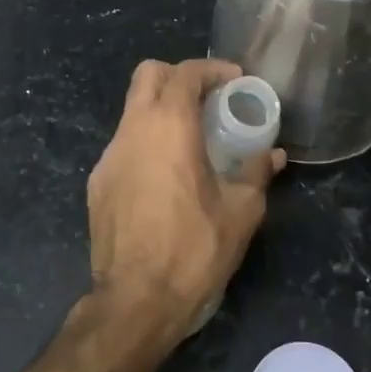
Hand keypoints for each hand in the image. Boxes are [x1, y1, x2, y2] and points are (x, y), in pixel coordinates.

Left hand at [86, 58, 285, 339]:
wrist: (134, 302)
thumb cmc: (193, 250)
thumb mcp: (240, 213)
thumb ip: (257, 174)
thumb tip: (273, 155)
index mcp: (169, 127)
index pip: (185, 73)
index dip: (212, 69)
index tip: (235, 81)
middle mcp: (133, 130)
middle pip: (148, 74)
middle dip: (179, 76)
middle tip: (208, 99)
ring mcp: (109, 155)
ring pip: (132, 110)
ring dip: (161, 111)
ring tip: (191, 141)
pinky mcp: (97, 182)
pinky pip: (124, 145)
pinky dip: (146, 143)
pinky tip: (165, 177)